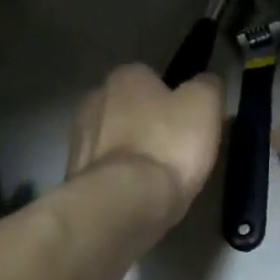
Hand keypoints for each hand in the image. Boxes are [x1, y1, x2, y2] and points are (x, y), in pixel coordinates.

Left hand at [68, 64, 224, 222]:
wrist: (124, 202)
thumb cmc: (168, 144)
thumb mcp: (205, 104)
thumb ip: (206, 85)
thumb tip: (204, 82)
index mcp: (124, 77)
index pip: (149, 77)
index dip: (170, 97)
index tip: (186, 121)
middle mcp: (94, 99)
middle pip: (127, 108)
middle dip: (145, 123)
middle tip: (173, 149)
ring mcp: (77, 138)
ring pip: (112, 139)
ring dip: (129, 152)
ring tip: (155, 177)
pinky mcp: (74, 174)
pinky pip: (103, 170)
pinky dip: (117, 178)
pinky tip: (136, 194)